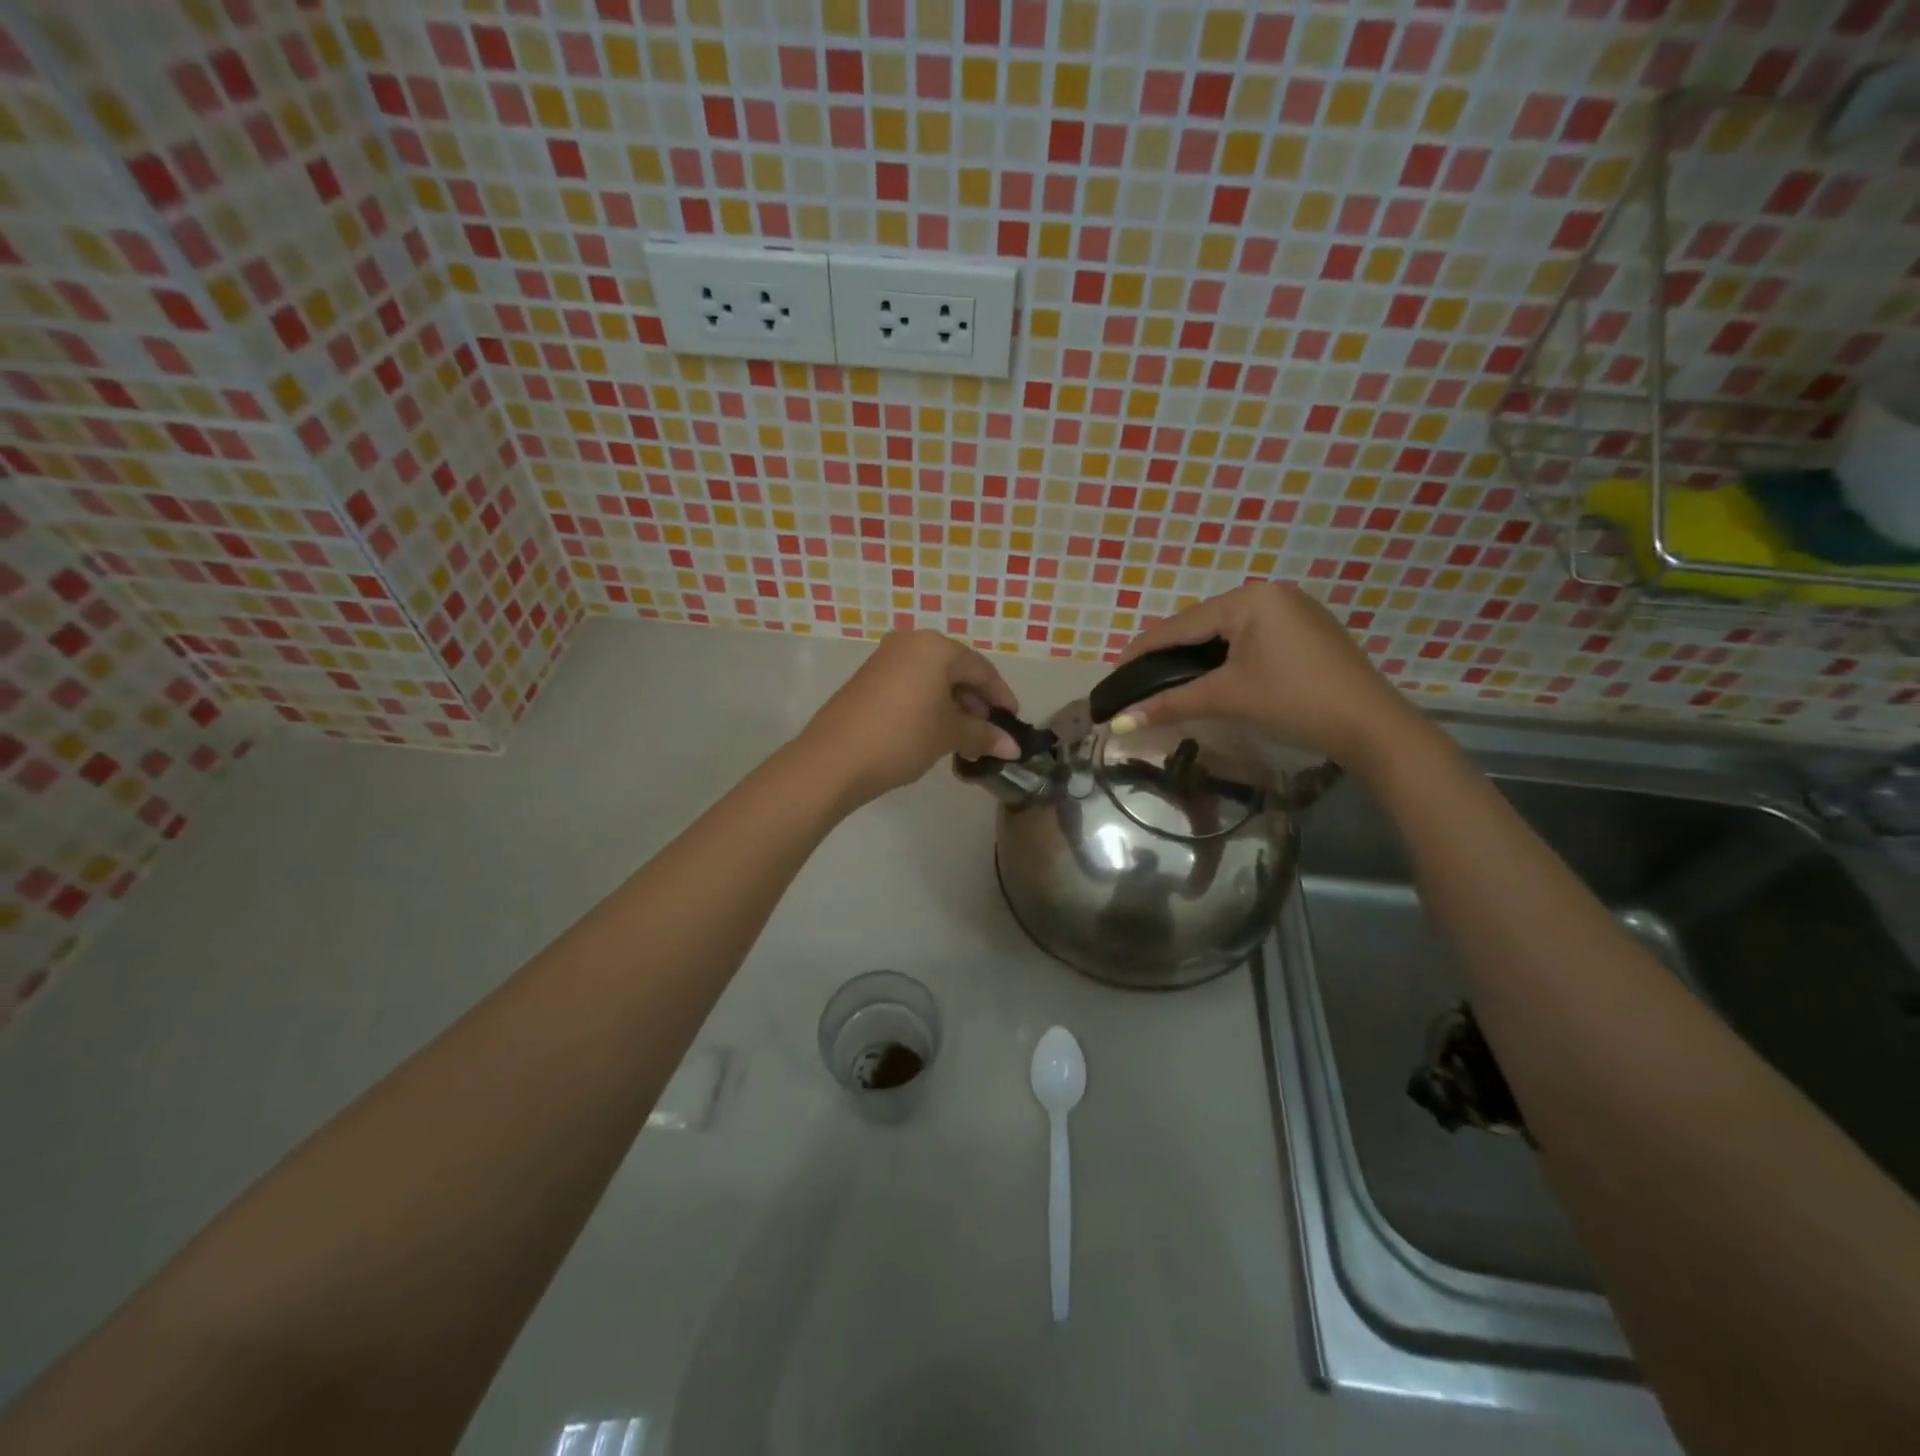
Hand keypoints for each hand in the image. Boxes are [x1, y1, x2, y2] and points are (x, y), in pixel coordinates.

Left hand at [797, 630, 1021, 808]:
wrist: (834, 759)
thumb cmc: (902, 736)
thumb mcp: (949, 734)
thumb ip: (984, 735)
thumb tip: (1013, 747)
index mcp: (934, 647)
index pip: (980, 668)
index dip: (1001, 697)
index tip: (1013, 722)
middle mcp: (909, 643)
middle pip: (955, 670)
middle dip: (976, 702)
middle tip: (988, 733)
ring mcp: (884, 660)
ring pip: (932, 680)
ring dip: (952, 706)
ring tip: (963, 738)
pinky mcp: (867, 680)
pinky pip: (910, 687)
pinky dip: (928, 706)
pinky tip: (933, 733)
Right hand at [1110, 582, 1424, 771]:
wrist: (1372, 726)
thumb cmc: (1295, 702)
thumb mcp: (1228, 698)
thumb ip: (1170, 704)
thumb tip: (1120, 722)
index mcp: (1250, 599)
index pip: (1181, 624)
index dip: (1144, 649)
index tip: (1114, 672)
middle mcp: (1271, 594)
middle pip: (1203, 624)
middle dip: (1169, 653)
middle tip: (1139, 680)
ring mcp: (1293, 610)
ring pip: (1227, 632)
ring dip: (1197, 656)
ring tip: (1167, 680)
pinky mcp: (1306, 631)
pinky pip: (1251, 638)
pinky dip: (1226, 657)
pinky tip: (1212, 675)